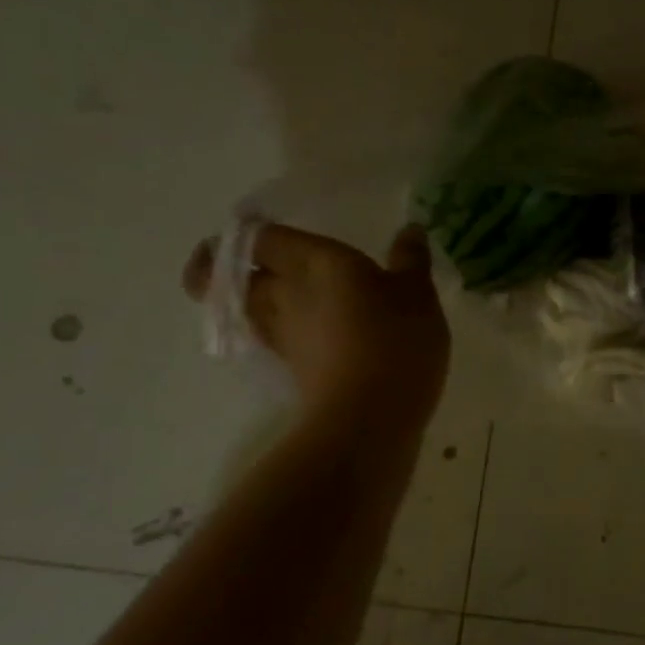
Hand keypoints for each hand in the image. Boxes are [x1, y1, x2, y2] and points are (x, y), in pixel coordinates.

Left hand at [184, 224, 449, 427]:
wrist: (369, 416)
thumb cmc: (395, 339)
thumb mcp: (417, 294)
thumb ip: (411, 260)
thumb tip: (409, 230)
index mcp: (312, 261)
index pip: (260, 237)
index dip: (248, 231)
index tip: (254, 228)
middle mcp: (285, 293)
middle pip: (231, 277)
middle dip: (226, 268)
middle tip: (248, 260)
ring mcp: (282, 334)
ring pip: (247, 309)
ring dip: (247, 299)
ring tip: (274, 293)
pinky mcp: (291, 368)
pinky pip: (270, 336)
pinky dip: (276, 328)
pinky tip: (303, 329)